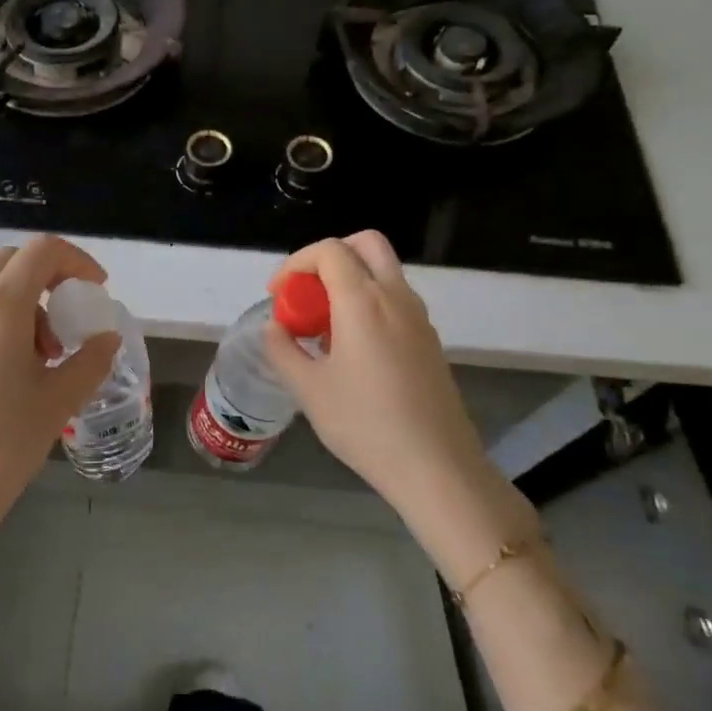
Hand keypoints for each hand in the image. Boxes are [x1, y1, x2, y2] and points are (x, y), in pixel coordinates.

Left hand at [0, 236, 120, 588]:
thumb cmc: (5, 442)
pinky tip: (10, 366)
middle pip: (12, 261)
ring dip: (23, 301)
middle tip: (69, 320)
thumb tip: (107, 338)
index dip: (77, 261)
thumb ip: (92, 358)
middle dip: (48, 279)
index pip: (43, 251)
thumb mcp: (60, 399)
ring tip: (42, 354)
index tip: (97, 288)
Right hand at [263, 232, 537, 574]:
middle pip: (365, 244)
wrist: (436, 466)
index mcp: (363, 302)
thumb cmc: (365, 425)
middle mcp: (396, 298)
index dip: (295, 263)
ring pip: (383, 272)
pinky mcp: (430, 340)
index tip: (278, 295)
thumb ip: (283, 350)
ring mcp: (419, 318)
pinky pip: (395, 300)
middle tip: (306, 292)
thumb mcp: (308, 390)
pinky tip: (351, 350)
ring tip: (323, 326)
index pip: (329, 251)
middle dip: (329, 257)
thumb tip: (275, 328)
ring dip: (349, 281)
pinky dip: (368, 303)